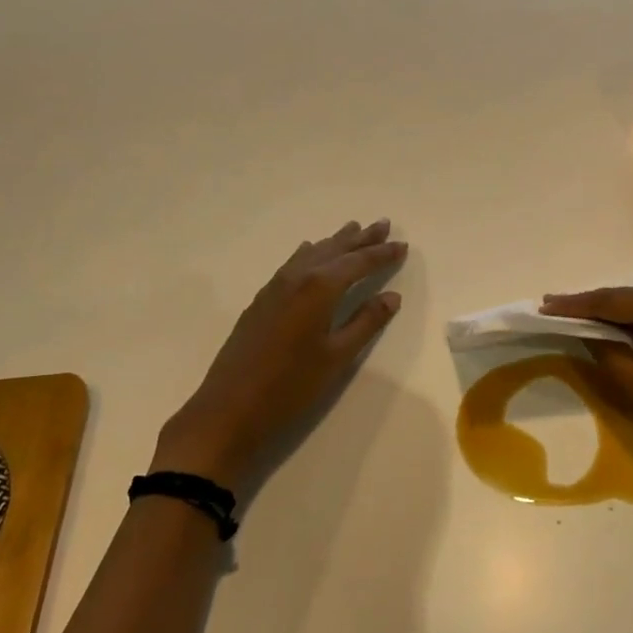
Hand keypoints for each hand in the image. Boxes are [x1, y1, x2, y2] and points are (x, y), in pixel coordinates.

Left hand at [154, 220, 406, 503]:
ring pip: (312, 253)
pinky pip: (293, 263)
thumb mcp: (337, 356)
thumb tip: (392, 296)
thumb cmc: (291, 385)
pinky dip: (310, 253)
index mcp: (320, 288)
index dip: (382, 253)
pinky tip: (310, 252)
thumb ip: (366, 322)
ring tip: (354, 229)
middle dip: (361, 238)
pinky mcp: (262, 300)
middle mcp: (297, 277)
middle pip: (335, 250)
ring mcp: (275, 287)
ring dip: (336, 242)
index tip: (403, 244)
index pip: (358, 262)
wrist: (230, 407)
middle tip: (384, 224)